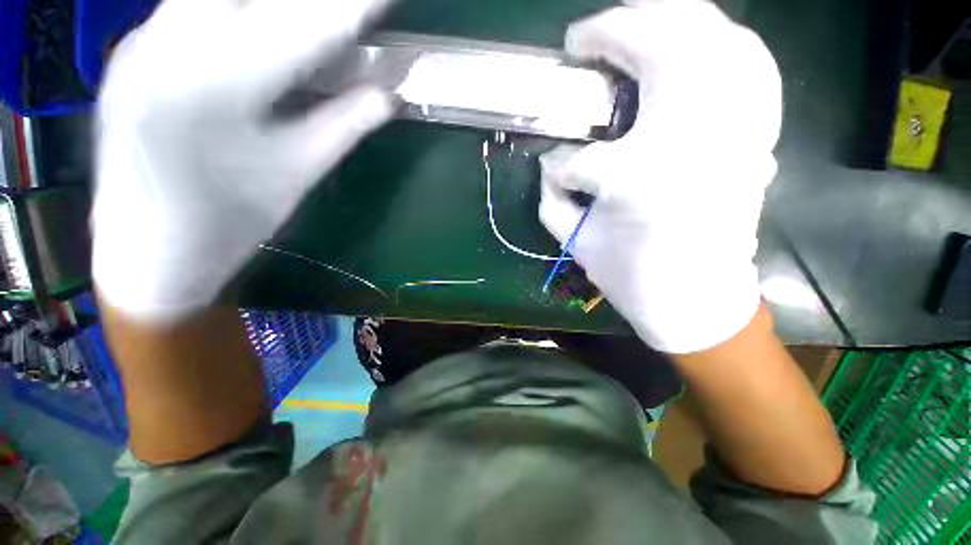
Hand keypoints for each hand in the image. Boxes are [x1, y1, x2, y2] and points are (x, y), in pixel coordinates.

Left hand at [92, 0, 393, 320]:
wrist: (146, 254)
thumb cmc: (230, 225)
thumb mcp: (299, 174)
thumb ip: (346, 125)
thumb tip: (390, 94)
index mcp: (220, 87)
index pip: (307, 24)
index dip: (354, 7)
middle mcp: (170, 44)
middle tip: (351, 7)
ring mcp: (144, 40)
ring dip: (277, 3)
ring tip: (314, 16)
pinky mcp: (134, 48)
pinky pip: (193, 5)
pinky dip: (239, 8)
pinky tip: (263, 20)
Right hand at [540, 0, 781, 352]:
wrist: (700, 300)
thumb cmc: (634, 277)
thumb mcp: (578, 242)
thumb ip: (552, 198)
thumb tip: (548, 162)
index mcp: (638, 180)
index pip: (580, 157)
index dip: (559, 164)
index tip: (552, 164)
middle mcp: (695, 139)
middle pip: (662, 44)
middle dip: (615, 29)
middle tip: (585, 40)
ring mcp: (738, 127)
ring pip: (713, 35)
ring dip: (667, 18)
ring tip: (633, 24)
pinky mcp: (758, 132)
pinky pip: (749, 59)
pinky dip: (718, 39)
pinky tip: (693, 45)